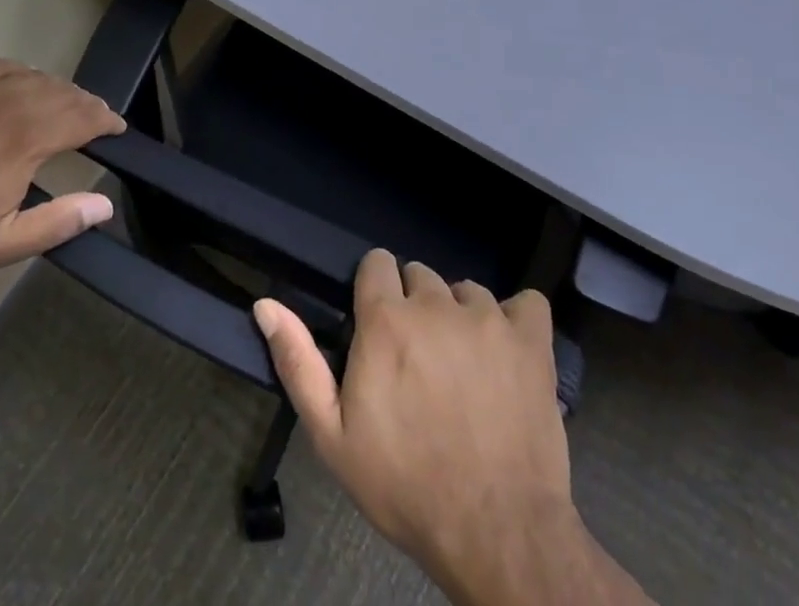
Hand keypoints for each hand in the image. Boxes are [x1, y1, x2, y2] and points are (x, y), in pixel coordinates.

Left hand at [0, 59, 124, 274]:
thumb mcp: (4, 243)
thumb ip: (58, 222)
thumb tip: (105, 205)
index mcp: (25, 140)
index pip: (81, 118)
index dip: (106, 121)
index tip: (118, 128)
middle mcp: (10, 104)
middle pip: (64, 94)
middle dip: (89, 105)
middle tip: (100, 118)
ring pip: (38, 78)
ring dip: (61, 90)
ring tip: (70, 104)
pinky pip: (6, 66)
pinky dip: (27, 73)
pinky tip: (29, 83)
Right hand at [256, 252, 619, 605]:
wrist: (498, 535)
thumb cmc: (406, 485)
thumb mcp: (333, 436)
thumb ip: (298, 362)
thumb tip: (265, 304)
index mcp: (386, 319)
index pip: (377, 263)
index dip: (375, 291)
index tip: (378, 327)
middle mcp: (436, 304)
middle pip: (421, 275)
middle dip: (415, 305)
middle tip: (419, 358)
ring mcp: (489, 319)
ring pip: (468, 291)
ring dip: (461, 316)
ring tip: (464, 365)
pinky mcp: (533, 342)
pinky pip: (527, 303)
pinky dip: (517, 320)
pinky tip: (509, 351)